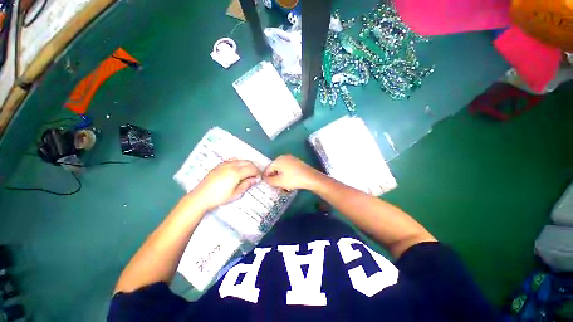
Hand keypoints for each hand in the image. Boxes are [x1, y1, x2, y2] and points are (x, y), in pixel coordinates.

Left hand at [191, 160, 260, 210]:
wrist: (201, 196)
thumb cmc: (219, 197)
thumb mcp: (236, 194)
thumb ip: (247, 184)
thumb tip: (255, 179)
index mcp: (236, 172)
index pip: (252, 169)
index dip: (258, 173)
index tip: (259, 178)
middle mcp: (232, 165)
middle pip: (248, 162)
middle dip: (254, 168)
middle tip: (255, 176)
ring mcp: (225, 164)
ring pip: (241, 160)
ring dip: (247, 165)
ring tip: (247, 173)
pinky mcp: (220, 165)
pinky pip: (234, 160)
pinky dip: (240, 163)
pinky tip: (238, 170)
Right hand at [263, 155, 322, 190]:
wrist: (311, 178)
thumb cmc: (293, 179)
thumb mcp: (279, 182)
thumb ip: (269, 180)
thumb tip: (265, 178)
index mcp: (278, 160)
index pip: (268, 169)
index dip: (267, 178)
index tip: (271, 185)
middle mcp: (283, 157)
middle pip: (275, 168)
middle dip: (275, 177)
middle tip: (278, 186)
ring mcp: (291, 158)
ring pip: (281, 169)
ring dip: (281, 177)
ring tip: (285, 185)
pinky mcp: (297, 162)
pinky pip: (288, 168)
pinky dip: (287, 174)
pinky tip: (291, 180)